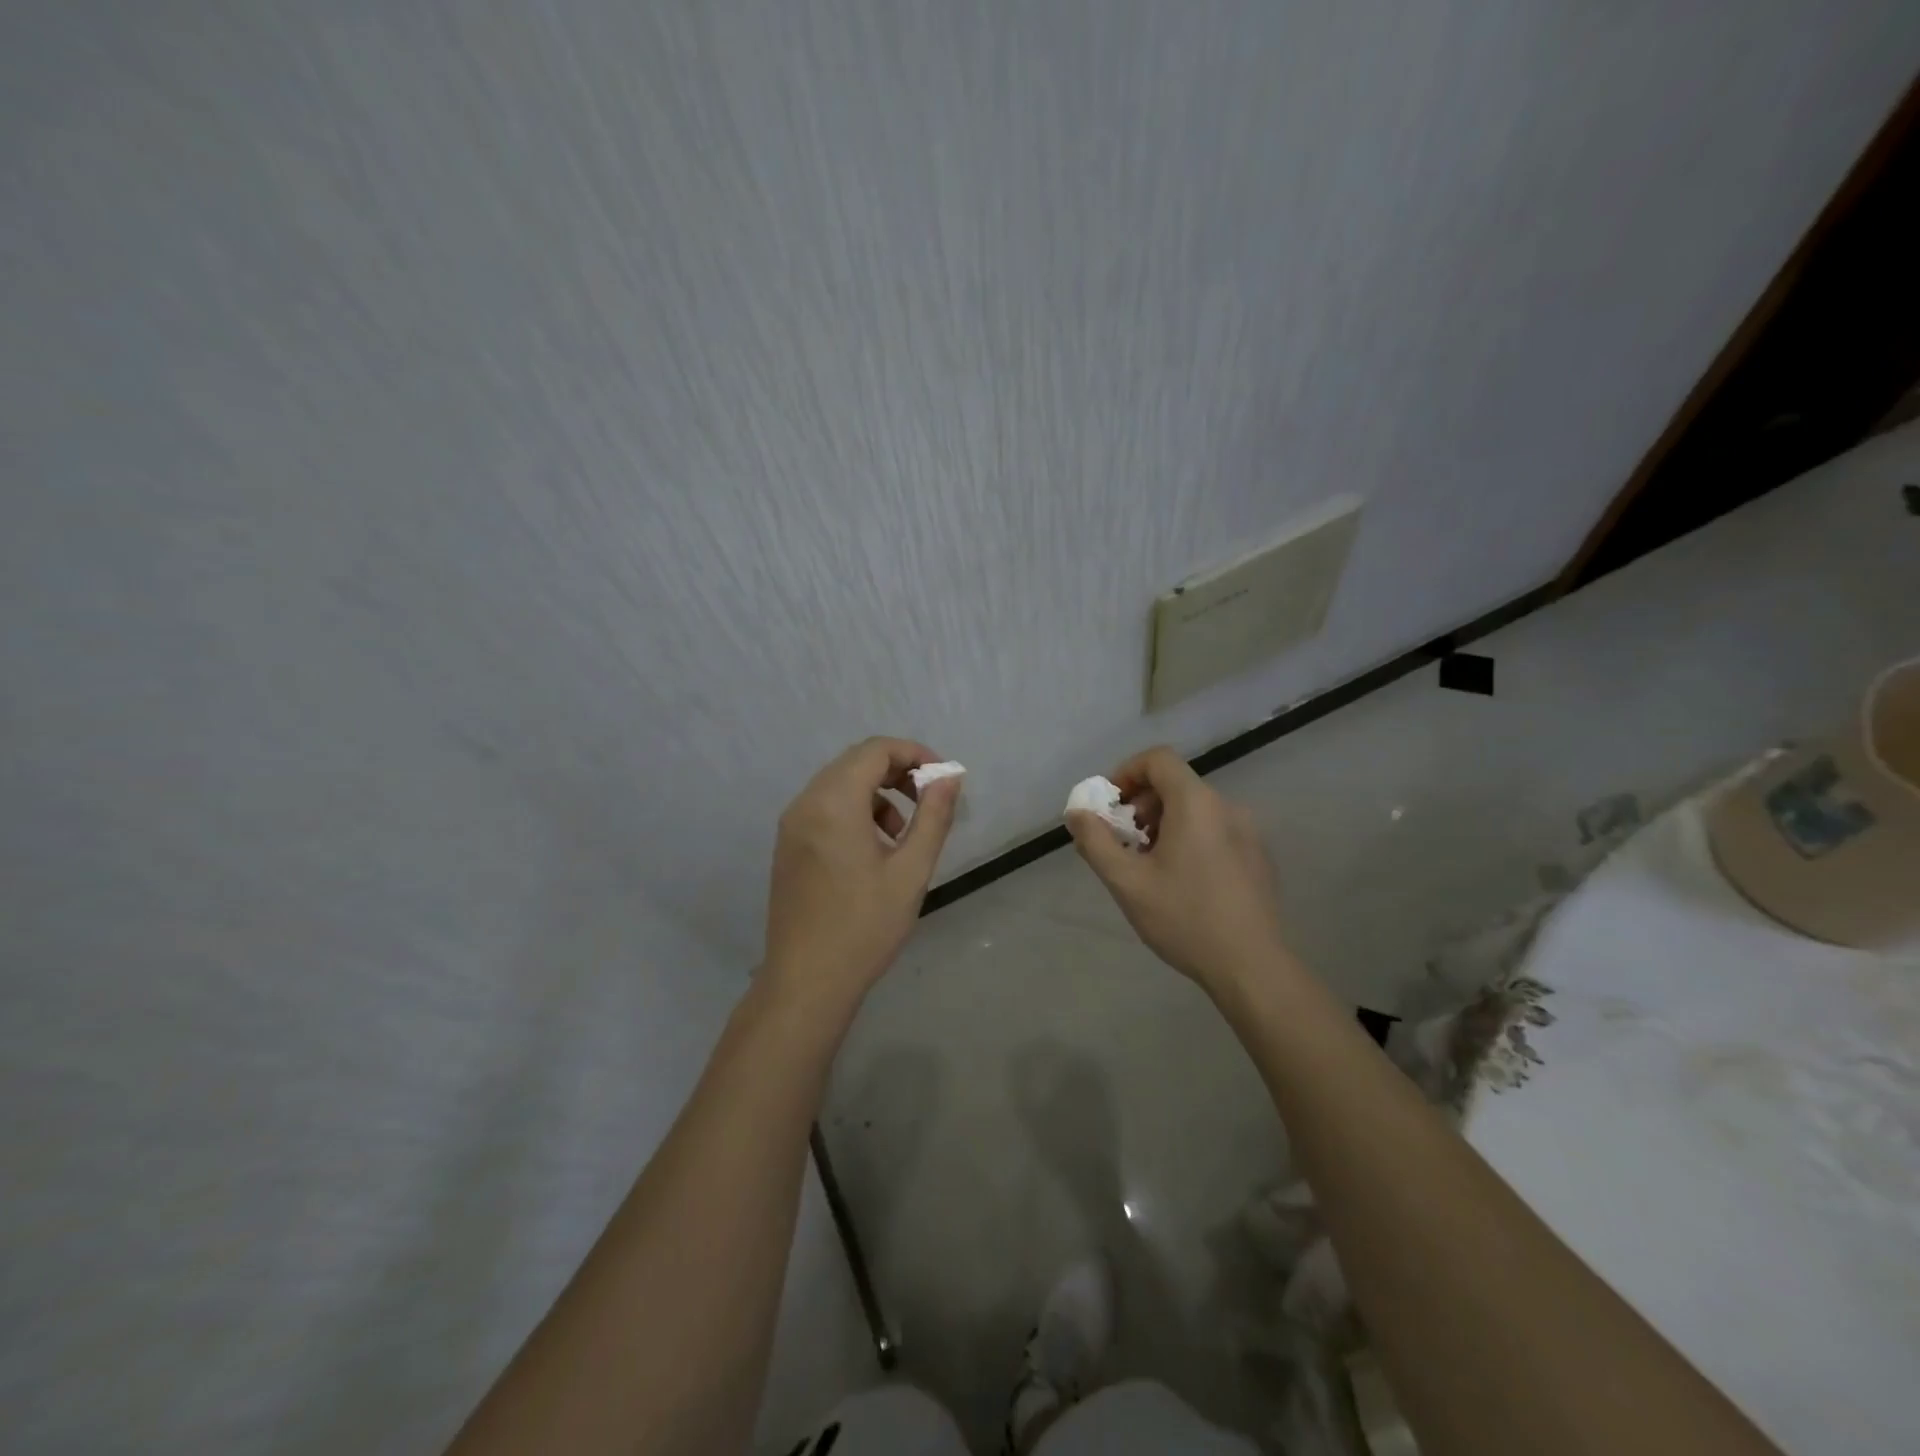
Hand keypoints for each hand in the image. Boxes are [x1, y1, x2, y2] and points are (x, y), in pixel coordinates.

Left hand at [762, 737, 962, 1007]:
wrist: (807, 981)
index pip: (876, 750)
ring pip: (839, 785)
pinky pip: (824, 808)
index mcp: (834, 803)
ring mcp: (792, 825)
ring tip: (903, 833)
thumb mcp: (911, 871)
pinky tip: (874, 850)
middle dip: (897, 772)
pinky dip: (854, 811)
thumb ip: (933, 816)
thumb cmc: (865, 926)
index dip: (914, 754)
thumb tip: (949, 777)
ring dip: (876, 793)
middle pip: (855, 763)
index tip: (943, 779)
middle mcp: (806, 803)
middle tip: (929, 800)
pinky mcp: (788, 846)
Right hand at [1066, 746, 1291, 994]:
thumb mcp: (1127, 882)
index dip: (1127, 772)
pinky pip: (1215, 830)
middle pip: (1176, 784)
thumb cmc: (1184, 918)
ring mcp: (1248, 832)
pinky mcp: (1258, 856)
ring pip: (1195, 809)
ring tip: (1149, 866)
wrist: (1251, 967)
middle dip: (1141, 805)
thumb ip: (1096, 841)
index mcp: (1196, 803)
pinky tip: (1182, 882)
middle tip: (1124, 842)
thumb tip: (1077, 813)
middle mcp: (1226, 807)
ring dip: (1164, 824)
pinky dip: (1189, 839)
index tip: (1110, 806)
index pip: (1158, 759)